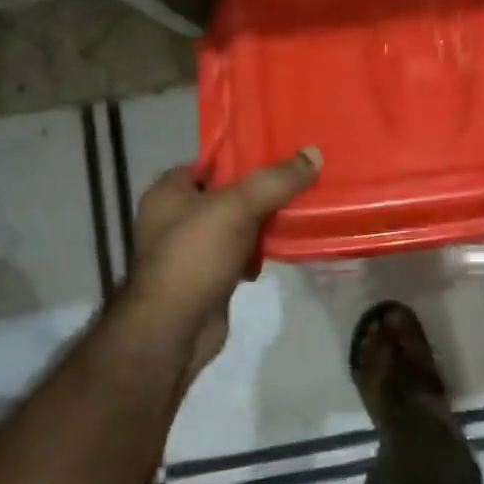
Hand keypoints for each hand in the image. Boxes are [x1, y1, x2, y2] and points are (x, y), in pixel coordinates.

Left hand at [125, 148, 321, 387]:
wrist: (175, 330)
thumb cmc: (196, 255)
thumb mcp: (238, 206)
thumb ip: (277, 180)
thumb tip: (314, 153)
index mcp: (169, 192)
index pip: (211, 162)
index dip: (244, 156)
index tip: (281, 153)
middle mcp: (174, 218)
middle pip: (228, 193)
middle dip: (262, 191)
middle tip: (299, 182)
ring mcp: (190, 250)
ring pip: (237, 225)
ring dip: (264, 223)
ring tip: (299, 211)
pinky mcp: (207, 278)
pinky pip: (239, 253)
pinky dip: (258, 252)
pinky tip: (282, 249)